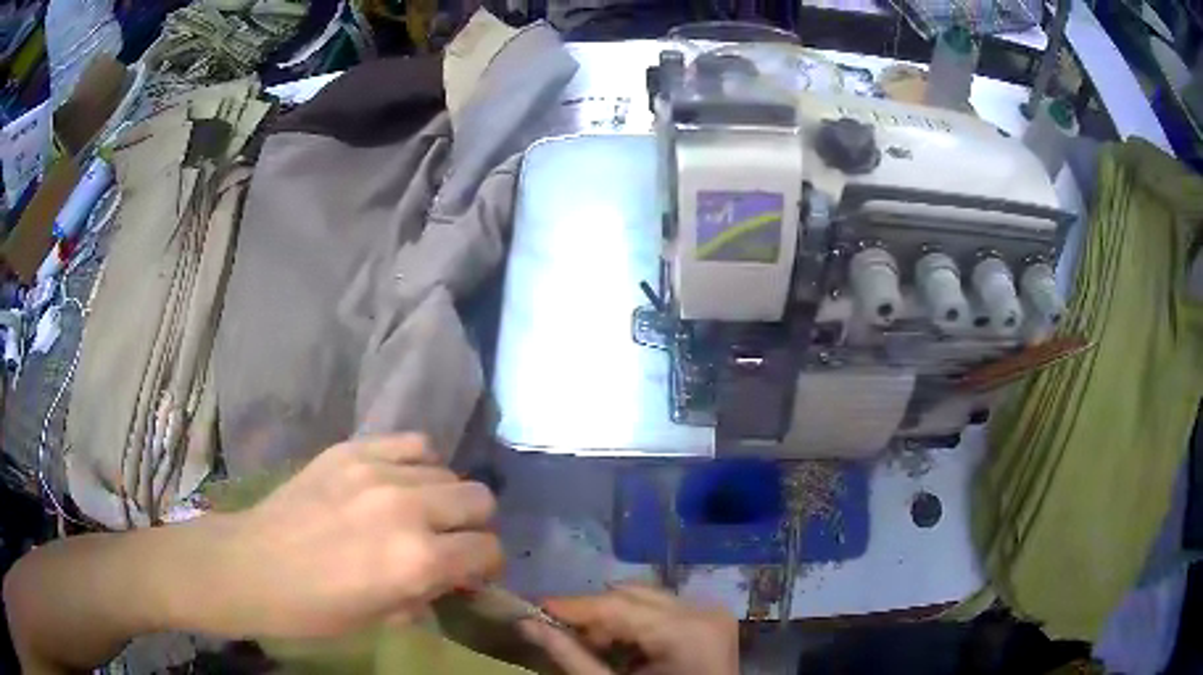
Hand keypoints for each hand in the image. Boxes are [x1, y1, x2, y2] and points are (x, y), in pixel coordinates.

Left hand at [199, 435, 501, 637]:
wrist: (251, 566)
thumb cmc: (314, 610)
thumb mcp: (381, 619)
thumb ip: (426, 593)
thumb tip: (450, 577)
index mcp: (417, 561)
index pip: (487, 549)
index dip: (487, 565)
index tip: (472, 572)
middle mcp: (408, 510)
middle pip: (479, 499)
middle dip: (473, 526)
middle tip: (449, 542)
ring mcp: (377, 472)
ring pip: (448, 469)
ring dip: (444, 496)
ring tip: (419, 511)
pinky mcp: (352, 450)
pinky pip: (410, 443)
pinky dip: (417, 463)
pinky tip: (399, 481)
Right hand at [519, 585, 738, 674]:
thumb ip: (572, 657)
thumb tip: (527, 625)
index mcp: (686, 631)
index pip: (617, 606)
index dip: (572, 606)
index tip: (535, 607)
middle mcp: (703, 611)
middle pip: (631, 596)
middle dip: (593, 615)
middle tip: (565, 636)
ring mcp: (711, 613)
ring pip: (645, 599)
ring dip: (613, 619)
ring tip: (596, 647)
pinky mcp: (711, 619)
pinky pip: (663, 609)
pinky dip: (637, 624)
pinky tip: (625, 648)